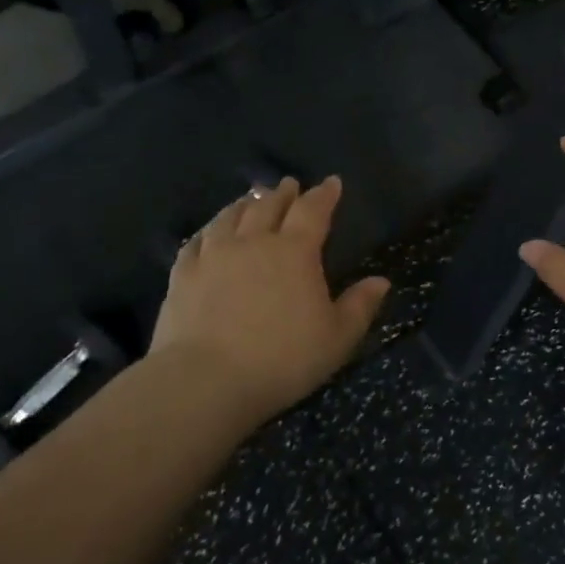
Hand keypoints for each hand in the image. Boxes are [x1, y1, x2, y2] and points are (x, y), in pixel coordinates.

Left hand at [153, 176, 389, 427]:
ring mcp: (213, 256)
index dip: (324, 194)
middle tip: (289, 184)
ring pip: (230, 217)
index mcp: (295, 252)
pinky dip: (208, 230)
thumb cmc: (282, 359)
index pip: (313, 211)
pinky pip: (197, 241)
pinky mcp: (183, 275)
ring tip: (252, 197)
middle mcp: (253, 242)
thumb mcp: (337, 338)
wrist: (205, 381)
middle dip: (283, 193)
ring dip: (245, 204)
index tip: (332, 182)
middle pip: (269, 206)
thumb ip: (360, 306)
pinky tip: (209, 232)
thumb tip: (381, 281)